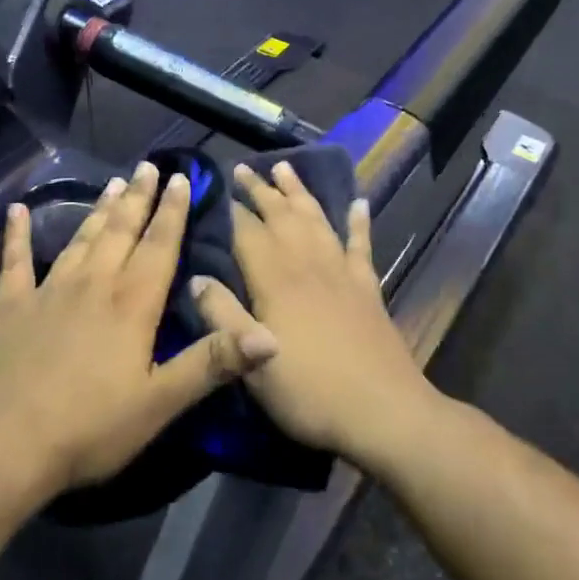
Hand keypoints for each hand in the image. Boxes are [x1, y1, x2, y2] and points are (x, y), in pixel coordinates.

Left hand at [0, 161, 280, 498]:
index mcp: (131, 304)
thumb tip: (270, 336)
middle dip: (138, 199)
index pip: (159, 246)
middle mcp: (92, 285)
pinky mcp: (8, 307)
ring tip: (113, 183)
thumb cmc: (88, 428)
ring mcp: (46, 292)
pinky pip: (14, 261)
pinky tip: (15, 211)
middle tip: (148, 167)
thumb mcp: (159, 403)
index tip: (181, 178)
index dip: (173, 212)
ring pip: (80, 240)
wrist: (2, 446)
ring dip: (98, 211)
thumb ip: (212, 363)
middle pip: (121, 232)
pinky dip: (16, 235)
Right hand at [191, 160, 439, 462]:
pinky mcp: (367, 289)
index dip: (230, 209)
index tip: (215, 185)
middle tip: (244, 168)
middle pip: (281, 217)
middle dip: (260, 190)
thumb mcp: (252, 363)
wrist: (383, 411)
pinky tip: (358, 203)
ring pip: (316, 220)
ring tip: (286, 168)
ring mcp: (341, 274)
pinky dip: (358, 222)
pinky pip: (360, 245)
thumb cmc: (309, 391)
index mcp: (276, 281)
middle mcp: (308, 265)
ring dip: (300, 193)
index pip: (247, 233)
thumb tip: (195, 277)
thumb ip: (222, 317)